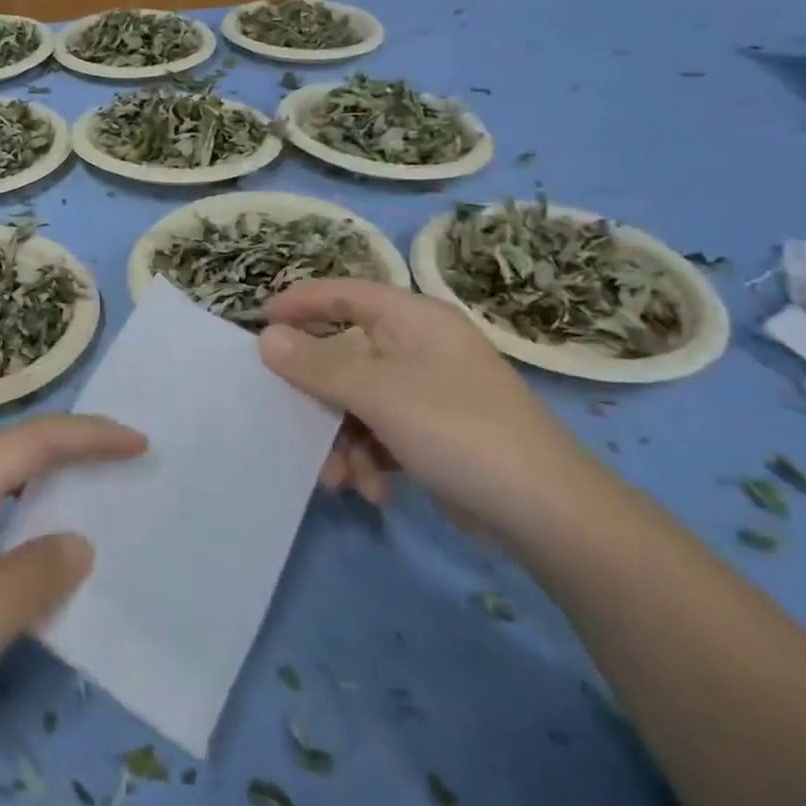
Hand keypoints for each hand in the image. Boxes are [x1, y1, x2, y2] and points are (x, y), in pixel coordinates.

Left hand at [0, 415, 145, 790]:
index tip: (140, 443)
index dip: (90, 435)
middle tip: (121, 481)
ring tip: (82, 530)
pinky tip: (14, 587)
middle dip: (68, 464)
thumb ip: (34, 577)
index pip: (32, 440)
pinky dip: (5, 548)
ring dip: (35, 510)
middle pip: (9, 462)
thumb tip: (75, 542)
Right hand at [257, 279, 598, 535]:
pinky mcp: (436, 431)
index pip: (345, 293)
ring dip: (342, 440)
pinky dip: (370, 457)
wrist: (547, 511)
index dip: (300, 302)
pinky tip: (375, 491)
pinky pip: (383, 431)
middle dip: (320, 400)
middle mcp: (420, 347)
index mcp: (412, 319)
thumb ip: (317, 365)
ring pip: (360, 401)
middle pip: (347, 356)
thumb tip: (266, 338)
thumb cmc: (457, 429)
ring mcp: (430, 390)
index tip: (258, 321)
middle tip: (291, 425)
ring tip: (339, 481)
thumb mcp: (378, 393)